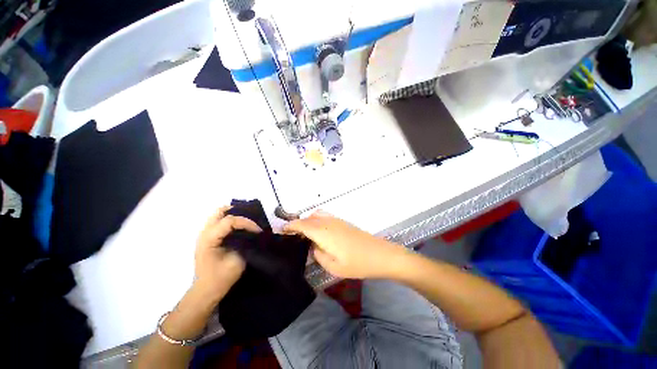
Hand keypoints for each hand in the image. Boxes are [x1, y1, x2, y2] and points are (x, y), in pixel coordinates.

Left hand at [194, 206, 261, 300]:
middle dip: (237, 212)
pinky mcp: (208, 238)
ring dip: (233, 216)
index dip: (246, 222)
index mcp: (209, 239)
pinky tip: (239, 229)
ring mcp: (204, 235)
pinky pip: (219, 222)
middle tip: (251, 218)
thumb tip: (253, 234)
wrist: (206, 291)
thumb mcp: (237, 261)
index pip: (229, 220)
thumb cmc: (221, 278)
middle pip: (220, 212)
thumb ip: (245, 244)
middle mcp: (204, 233)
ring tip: (247, 223)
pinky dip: (230, 221)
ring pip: (218, 215)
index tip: (258, 230)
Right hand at [285, 211, 407, 278]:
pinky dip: (316, 220)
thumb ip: (318, 253)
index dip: (291, 226)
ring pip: (317, 215)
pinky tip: (318, 232)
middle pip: (308, 218)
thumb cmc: (357, 263)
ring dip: (308, 221)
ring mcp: (337, 220)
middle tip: (292, 235)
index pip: (302, 224)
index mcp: (323, 232)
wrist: (380, 254)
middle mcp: (328, 222)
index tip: (282, 230)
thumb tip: (313, 245)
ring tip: (304, 234)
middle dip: (298, 224)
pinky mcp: (343, 222)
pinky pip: (325, 216)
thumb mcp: (333, 265)